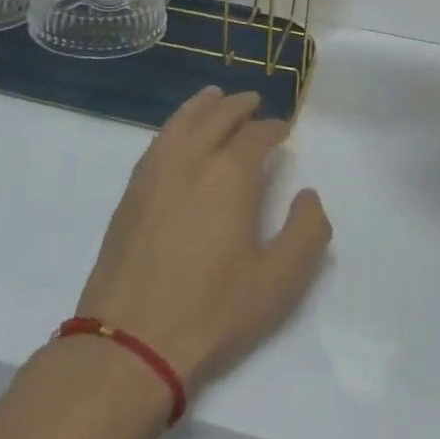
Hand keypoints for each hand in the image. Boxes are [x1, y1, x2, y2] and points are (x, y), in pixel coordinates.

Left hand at [74, 88, 331, 391]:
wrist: (131, 341)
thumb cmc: (213, 312)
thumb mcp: (279, 282)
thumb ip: (307, 232)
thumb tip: (308, 194)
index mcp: (229, 175)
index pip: (256, 136)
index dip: (273, 128)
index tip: (284, 129)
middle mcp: (190, 160)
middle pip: (217, 117)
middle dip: (239, 106)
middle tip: (254, 102)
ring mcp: (155, 172)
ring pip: (182, 121)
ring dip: (203, 105)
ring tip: (215, 97)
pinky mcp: (131, 191)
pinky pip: (158, 140)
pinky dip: (175, 124)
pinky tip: (179, 133)